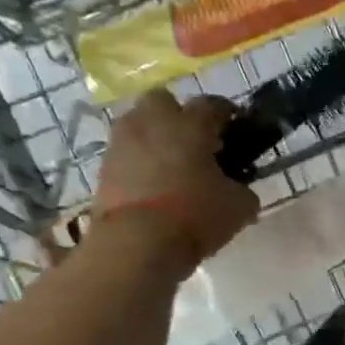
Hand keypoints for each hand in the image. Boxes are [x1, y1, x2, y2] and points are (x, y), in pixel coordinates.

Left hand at [93, 91, 258, 272]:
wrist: (136, 243)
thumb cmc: (195, 215)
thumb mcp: (239, 206)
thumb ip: (242, 189)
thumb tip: (239, 188)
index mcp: (192, 124)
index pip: (212, 104)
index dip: (225, 112)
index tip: (233, 123)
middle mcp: (154, 122)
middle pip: (163, 100)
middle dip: (176, 114)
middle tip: (191, 139)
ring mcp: (123, 142)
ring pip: (138, 124)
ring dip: (152, 136)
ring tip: (167, 163)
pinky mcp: (103, 167)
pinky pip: (124, 153)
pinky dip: (135, 161)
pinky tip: (149, 183)